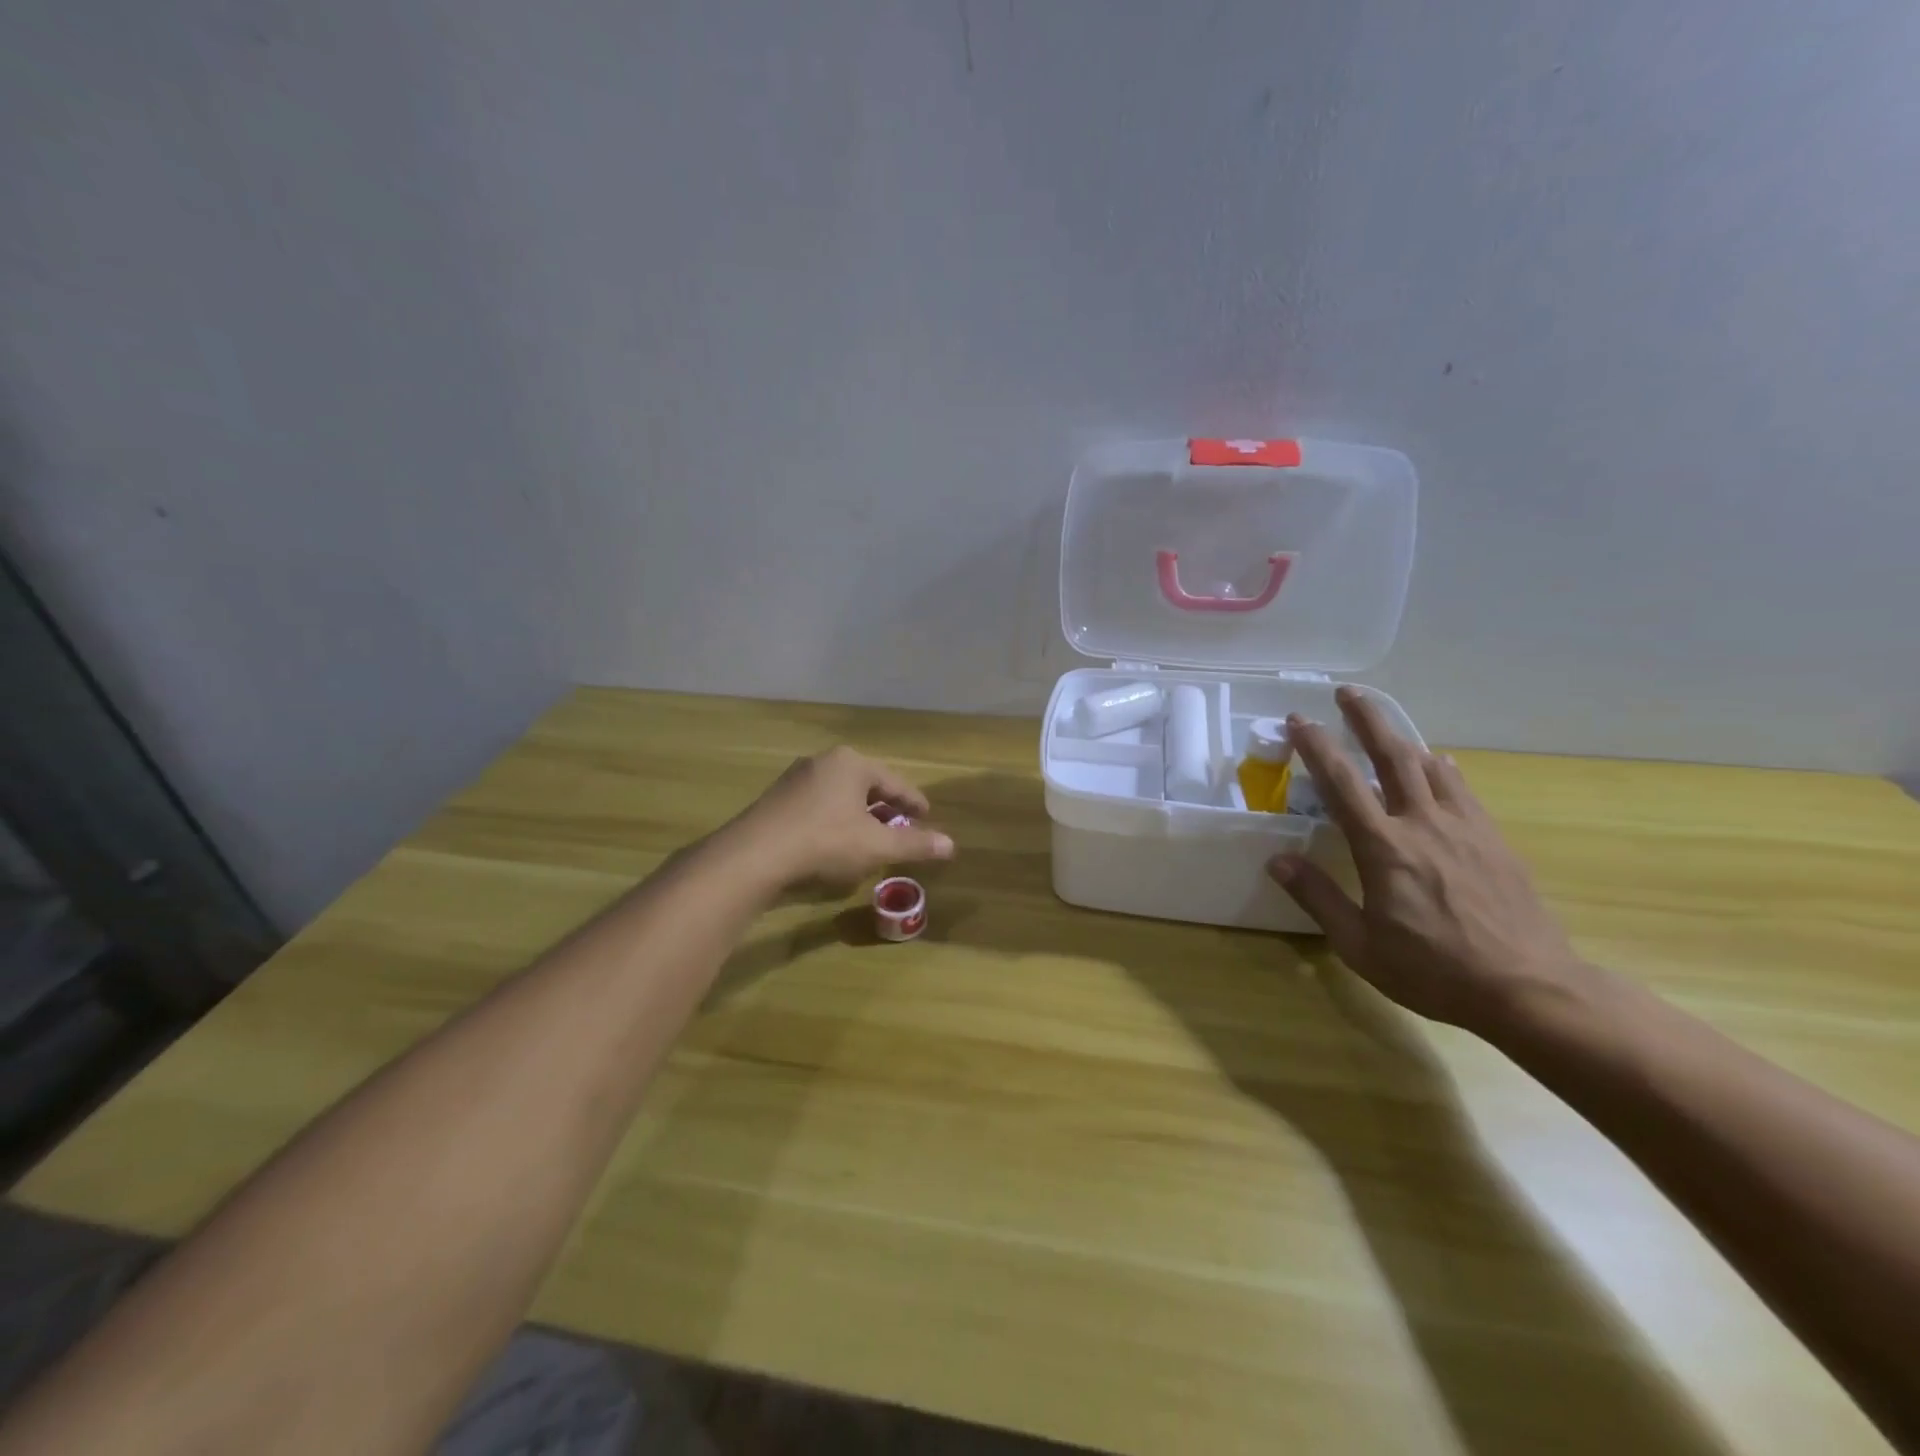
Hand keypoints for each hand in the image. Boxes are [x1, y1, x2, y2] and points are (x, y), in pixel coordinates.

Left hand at [730, 746, 953, 888]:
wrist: (754, 856)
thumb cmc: (824, 842)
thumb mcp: (876, 845)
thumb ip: (914, 844)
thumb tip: (952, 844)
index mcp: (852, 763)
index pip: (895, 782)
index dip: (914, 802)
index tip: (927, 816)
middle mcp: (824, 762)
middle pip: (867, 785)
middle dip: (885, 807)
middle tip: (902, 826)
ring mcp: (796, 779)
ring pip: (841, 795)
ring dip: (859, 815)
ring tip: (872, 836)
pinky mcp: (777, 799)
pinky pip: (818, 805)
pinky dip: (835, 820)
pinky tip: (836, 842)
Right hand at [1268, 686, 1583, 1033]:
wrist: (1529, 989)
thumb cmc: (1433, 970)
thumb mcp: (1359, 945)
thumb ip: (1317, 897)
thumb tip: (1278, 860)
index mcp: (1383, 847)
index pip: (1341, 783)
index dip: (1316, 747)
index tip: (1299, 720)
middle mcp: (1423, 824)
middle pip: (1392, 756)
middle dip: (1367, 719)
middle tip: (1348, 693)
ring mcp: (1464, 828)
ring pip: (1431, 766)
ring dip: (1402, 738)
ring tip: (1386, 726)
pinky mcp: (1493, 840)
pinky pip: (1462, 789)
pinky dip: (1442, 769)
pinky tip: (1439, 765)